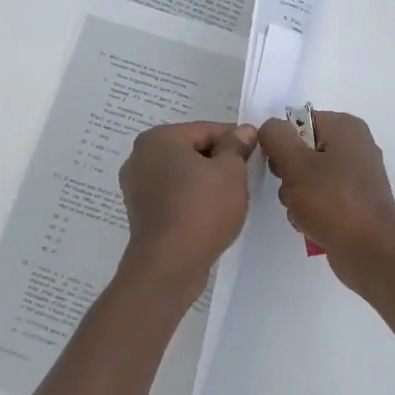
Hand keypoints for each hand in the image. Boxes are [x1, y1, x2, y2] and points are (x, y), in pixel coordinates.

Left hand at [118, 122, 258, 283]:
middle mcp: (140, 157)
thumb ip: (237, 146)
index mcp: (159, 139)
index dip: (236, 139)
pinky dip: (192, 198)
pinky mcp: (141, 213)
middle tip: (246, 176)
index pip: (207, 129)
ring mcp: (137, 187)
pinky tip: (211, 213)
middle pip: (192, 150)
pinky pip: (174, 195)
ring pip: (183, 174)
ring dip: (207, 181)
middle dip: (220, 160)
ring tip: (231, 197)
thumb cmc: (202, 209)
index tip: (257, 152)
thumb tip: (243, 131)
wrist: (170, 265)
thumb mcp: (231, 171)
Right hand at [256, 111, 394, 287]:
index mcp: (345, 127)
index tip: (278, 166)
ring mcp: (356, 175)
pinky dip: (310, 210)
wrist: (371, 252)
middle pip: (301, 150)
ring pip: (307, 177)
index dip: (281, 143)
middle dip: (288, 173)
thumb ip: (276, 138)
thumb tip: (270, 127)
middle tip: (292, 191)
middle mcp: (354, 145)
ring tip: (302, 212)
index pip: (297, 121)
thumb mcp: (296, 164)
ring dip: (295, 196)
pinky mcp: (354, 201)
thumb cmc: (333, 202)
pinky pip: (320, 197)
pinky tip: (310, 225)